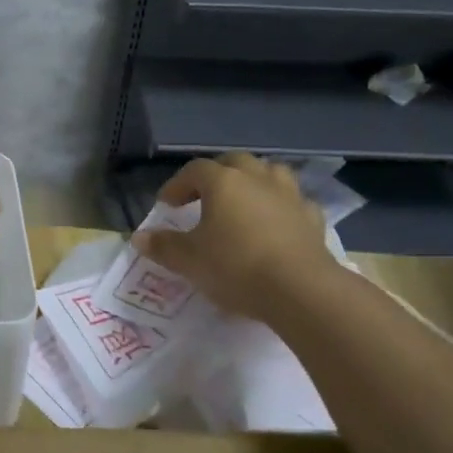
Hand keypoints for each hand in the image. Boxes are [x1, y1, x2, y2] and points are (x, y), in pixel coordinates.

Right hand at [135, 153, 334, 323]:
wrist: (300, 290)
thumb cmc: (235, 266)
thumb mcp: (188, 260)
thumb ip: (163, 246)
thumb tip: (139, 237)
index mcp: (223, 182)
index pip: (194, 171)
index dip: (177, 185)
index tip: (167, 206)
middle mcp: (257, 179)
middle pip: (234, 162)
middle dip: (216, 175)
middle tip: (204, 197)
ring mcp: (290, 196)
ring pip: (270, 174)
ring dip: (253, 183)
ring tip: (242, 204)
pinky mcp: (313, 219)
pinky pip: (293, 203)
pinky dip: (281, 209)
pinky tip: (275, 226)